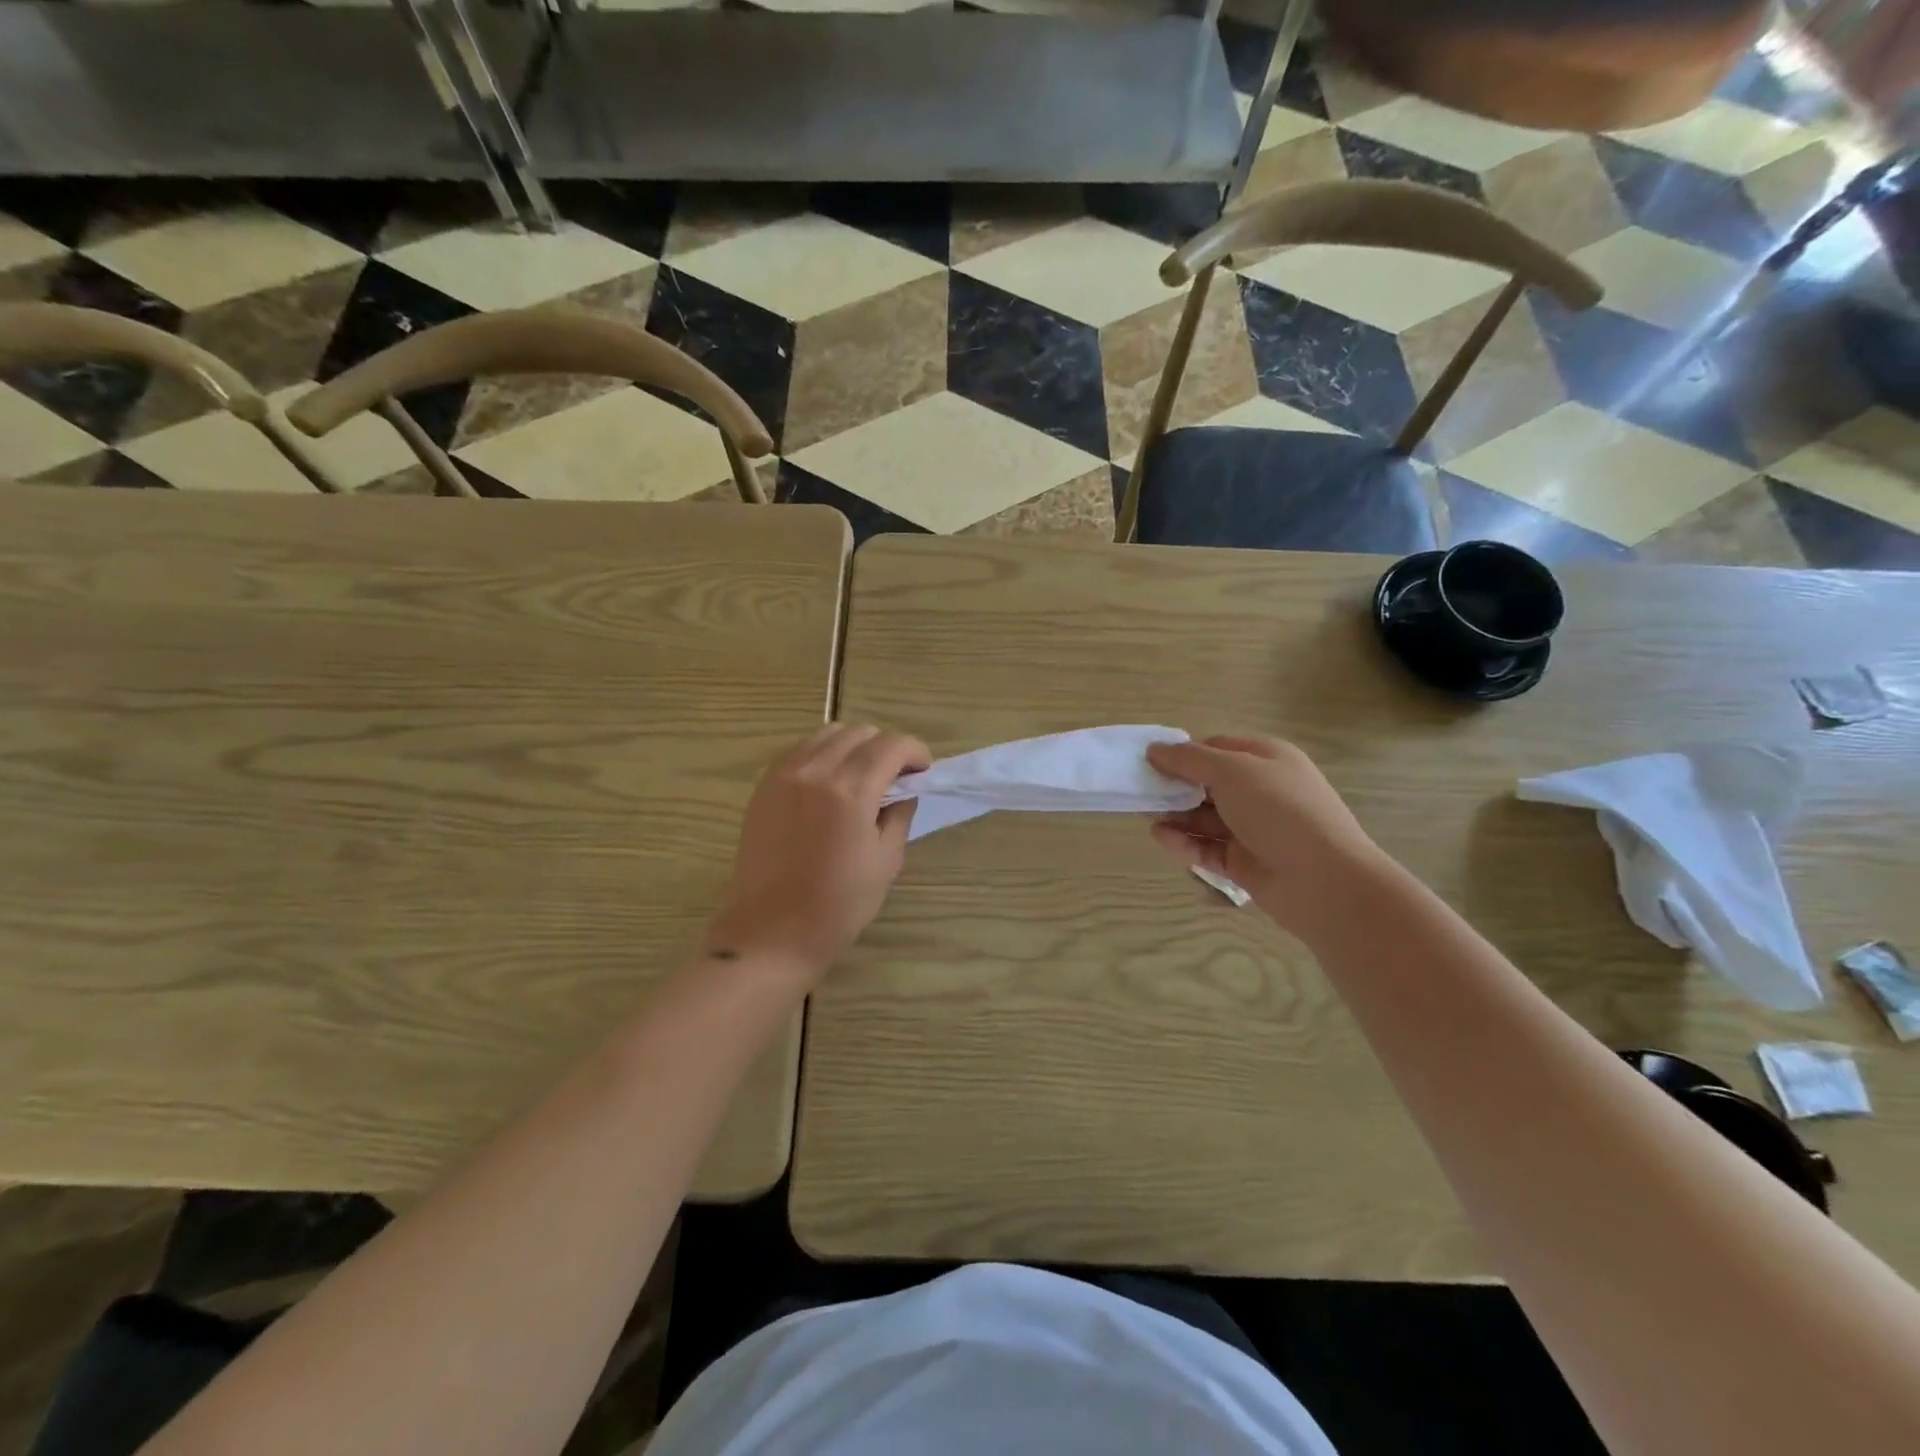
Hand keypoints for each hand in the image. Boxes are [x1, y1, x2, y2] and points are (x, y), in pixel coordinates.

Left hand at [706, 724, 929, 978]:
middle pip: (860, 733)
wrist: (770, 933)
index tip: (923, 772)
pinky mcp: (764, 785)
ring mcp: (783, 774)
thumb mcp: (886, 861)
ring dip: (854, 746)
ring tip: (862, 777)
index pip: (892, 745)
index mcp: (850, 792)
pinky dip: (823, 753)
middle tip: (896, 777)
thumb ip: (899, 814)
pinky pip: (800, 749)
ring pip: (828, 734)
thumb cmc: (837, 906)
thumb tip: (903, 789)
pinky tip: (830, 782)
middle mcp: (815, 771)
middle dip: (887, 748)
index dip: (915, 752)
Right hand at [1146, 735, 1387, 935]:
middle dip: (1175, 786)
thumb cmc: (1280, 811)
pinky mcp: (1244, 862)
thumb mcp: (1232, 771)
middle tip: (1141, 792)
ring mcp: (1254, 829)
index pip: (1217, 748)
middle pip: (1208, 783)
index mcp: (1266, 759)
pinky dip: (1184, 842)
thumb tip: (1155, 749)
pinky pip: (1208, 847)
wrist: (1324, 881)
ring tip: (1146, 817)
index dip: (1183, 753)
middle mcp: (1261, 791)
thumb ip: (1189, 759)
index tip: (1150, 761)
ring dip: (1176, 815)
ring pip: (1205, 817)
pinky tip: (1161, 837)